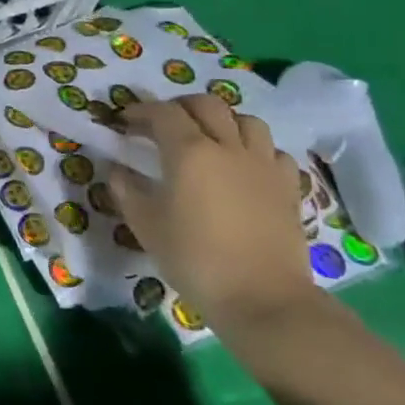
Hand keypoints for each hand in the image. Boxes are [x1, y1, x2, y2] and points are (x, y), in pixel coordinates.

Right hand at [108, 95, 312, 333]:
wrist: (262, 299)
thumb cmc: (195, 258)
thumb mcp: (146, 225)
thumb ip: (126, 190)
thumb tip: (117, 169)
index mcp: (189, 152)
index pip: (162, 112)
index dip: (140, 111)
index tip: (125, 122)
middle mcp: (228, 147)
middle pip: (207, 104)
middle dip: (180, 106)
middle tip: (163, 123)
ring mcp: (263, 165)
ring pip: (246, 120)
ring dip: (223, 121)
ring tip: (209, 138)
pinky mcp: (288, 188)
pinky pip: (273, 151)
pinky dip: (256, 149)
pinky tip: (245, 166)